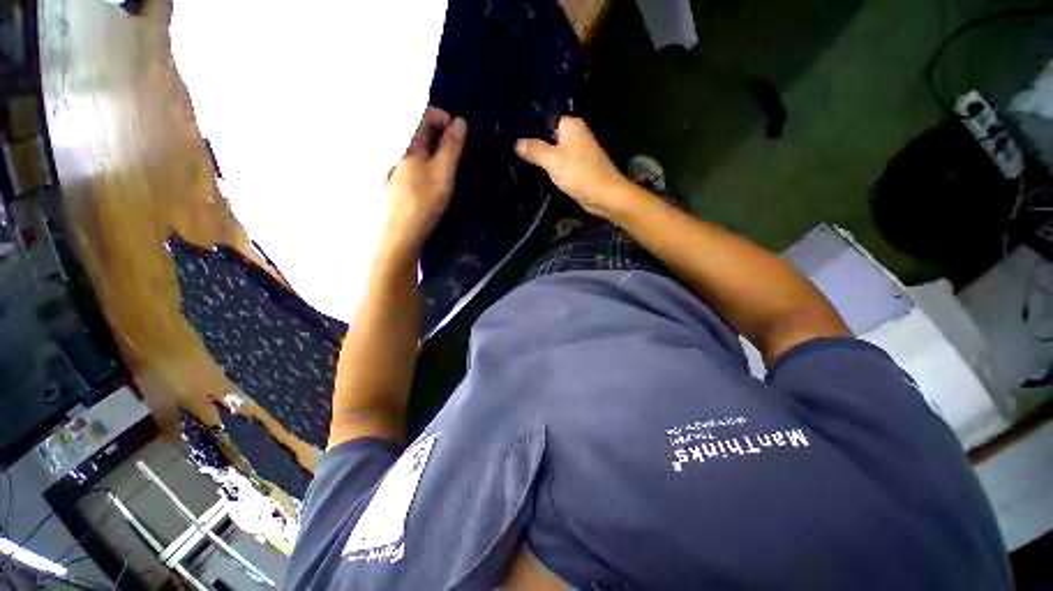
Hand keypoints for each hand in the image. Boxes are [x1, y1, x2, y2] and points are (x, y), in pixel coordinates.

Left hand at [384, 107, 466, 252]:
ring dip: (439, 150)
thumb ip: (452, 146)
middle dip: (443, 135)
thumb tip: (460, 121)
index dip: (444, 118)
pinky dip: (431, 162)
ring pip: (421, 148)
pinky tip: (439, 177)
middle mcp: (399, 150)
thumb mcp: (443, 172)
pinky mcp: (401, 181)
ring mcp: (398, 166)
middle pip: (422, 130)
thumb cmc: (424, 201)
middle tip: (460, 152)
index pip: (424, 115)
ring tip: (453, 165)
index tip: (460, 134)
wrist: (403, 232)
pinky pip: (418, 162)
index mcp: (407, 143)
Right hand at [515, 117, 633, 218]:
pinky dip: (547, 166)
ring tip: (515, 158)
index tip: (509, 133)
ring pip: (551, 150)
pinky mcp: (575, 167)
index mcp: (570, 124)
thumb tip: (515, 142)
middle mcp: (574, 134)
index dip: (527, 127)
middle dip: (531, 143)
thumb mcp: (553, 161)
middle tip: (508, 148)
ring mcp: (575, 151)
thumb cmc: (580, 173)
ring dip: (538, 156)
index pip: (543, 119)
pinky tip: (532, 170)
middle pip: (546, 135)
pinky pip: (557, 163)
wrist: (605, 196)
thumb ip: (534, 150)